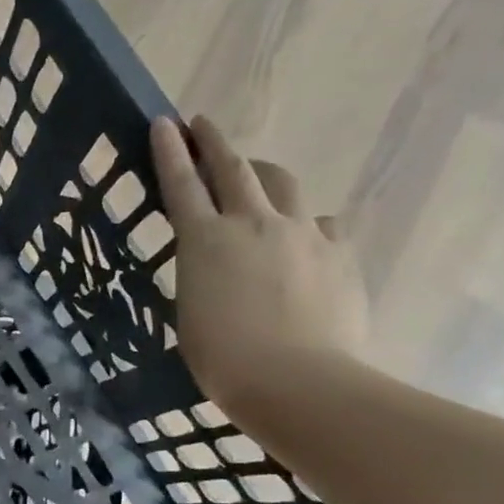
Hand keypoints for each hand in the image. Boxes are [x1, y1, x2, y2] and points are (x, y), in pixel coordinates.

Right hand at [149, 115, 369, 415]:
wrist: (296, 381)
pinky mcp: (339, 253)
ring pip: (283, 184)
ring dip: (263, 174)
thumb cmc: (222, 359)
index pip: (181, 184)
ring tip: (255, 179)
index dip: (170, 151)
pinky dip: (304, 223)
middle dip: (214, 142)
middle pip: (234, 168)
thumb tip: (222, 263)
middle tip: (203, 126)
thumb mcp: (191, 312)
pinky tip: (301, 242)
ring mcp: (302, 234)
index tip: (164, 122)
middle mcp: (253, 223)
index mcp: (204, 241)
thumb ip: (203, 274)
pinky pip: (320, 223)